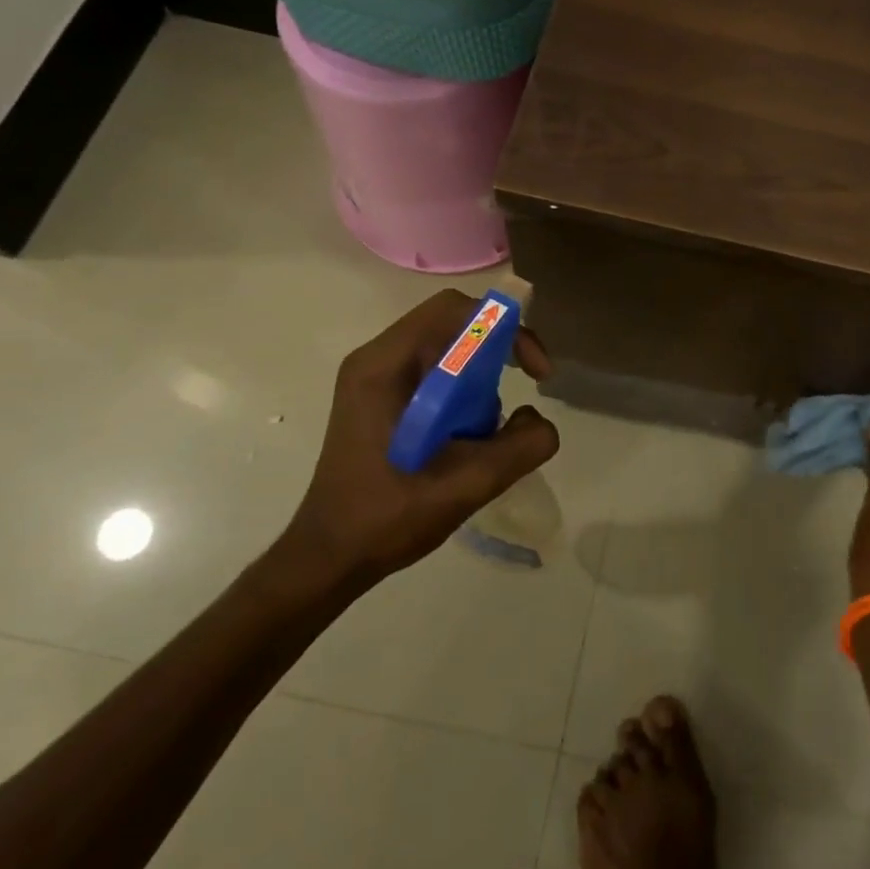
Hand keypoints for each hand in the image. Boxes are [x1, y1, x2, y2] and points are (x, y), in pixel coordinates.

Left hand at [272, 289, 559, 593]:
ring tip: (485, 429)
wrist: (329, 558)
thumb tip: (540, 421)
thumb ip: (520, 446)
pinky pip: (434, 374)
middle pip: (451, 324)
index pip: (453, 310)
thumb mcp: (466, 484)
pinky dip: (462, 393)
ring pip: (445, 349)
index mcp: (384, 366)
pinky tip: (466, 437)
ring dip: (479, 377)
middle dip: (496, 352)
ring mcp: (373, 379)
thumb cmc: (387, 518)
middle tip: (522, 386)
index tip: (532, 371)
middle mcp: (376, 360)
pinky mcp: (379, 400)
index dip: (504, 328)